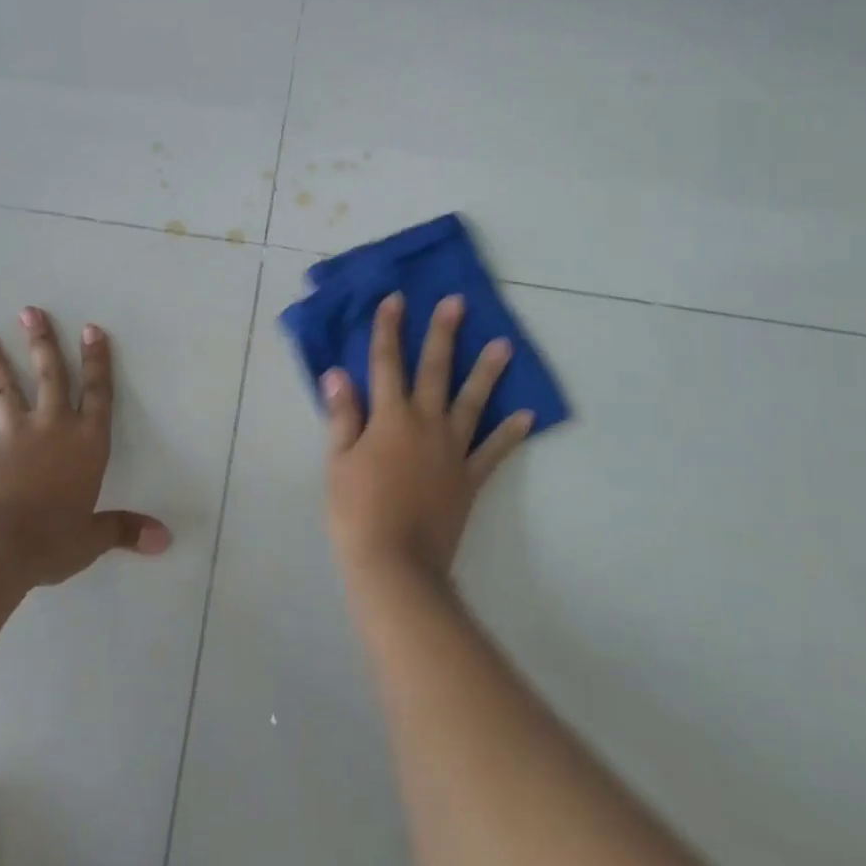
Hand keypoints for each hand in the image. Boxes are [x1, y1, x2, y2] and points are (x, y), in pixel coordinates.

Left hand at [0, 307, 170, 588]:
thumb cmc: (52, 539)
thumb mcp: (93, 538)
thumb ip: (125, 530)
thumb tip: (165, 540)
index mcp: (85, 442)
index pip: (98, 393)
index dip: (97, 361)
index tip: (91, 328)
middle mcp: (51, 428)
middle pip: (49, 376)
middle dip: (42, 342)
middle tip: (30, 311)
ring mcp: (12, 438)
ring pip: (4, 391)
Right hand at [324, 291, 533, 587]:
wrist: (395, 565)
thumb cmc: (356, 511)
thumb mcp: (338, 461)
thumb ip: (343, 415)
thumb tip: (338, 373)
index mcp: (390, 417)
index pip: (386, 363)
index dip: (388, 330)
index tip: (396, 299)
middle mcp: (425, 423)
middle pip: (434, 370)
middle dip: (443, 334)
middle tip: (457, 303)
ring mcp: (452, 449)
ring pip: (472, 402)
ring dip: (487, 371)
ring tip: (504, 344)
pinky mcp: (470, 478)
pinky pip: (493, 450)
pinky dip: (510, 433)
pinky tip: (527, 415)